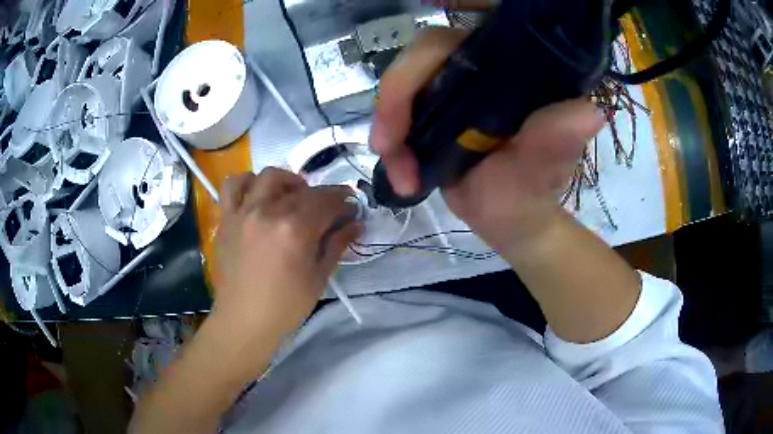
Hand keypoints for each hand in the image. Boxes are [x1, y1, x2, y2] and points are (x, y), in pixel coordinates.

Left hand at [213, 168, 361, 333]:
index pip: (326, 201)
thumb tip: (356, 224)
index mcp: (295, 229)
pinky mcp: (227, 218)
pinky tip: (257, 196)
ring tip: (290, 197)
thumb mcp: (318, 277)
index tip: (350, 208)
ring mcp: (243, 212)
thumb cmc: (285, 306)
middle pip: (302, 188)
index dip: (343, 201)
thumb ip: (337, 244)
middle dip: (322, 195)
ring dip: (285, 181)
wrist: (244, 320)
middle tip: (327, 211)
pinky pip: (233, 186)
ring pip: (268, 176)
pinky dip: (248, 183)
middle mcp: (268, 211)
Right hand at [371, 27, 604, 252]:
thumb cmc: (530, 195)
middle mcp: (483, 67)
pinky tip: (400, 172)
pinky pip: (400, 110)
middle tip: (387, 147)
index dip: (422, 59)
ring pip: (404, 84)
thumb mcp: (541, 171)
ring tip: (400, 174)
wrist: (511, 220)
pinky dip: (391, 140)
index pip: (462, 40)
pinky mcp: (437, 106)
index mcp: (513, 69)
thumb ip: (555, 141)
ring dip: (389, 126)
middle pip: (421, 57)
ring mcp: (455, 85)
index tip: (402, 105)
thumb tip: (590, 112)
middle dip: (397, 100)